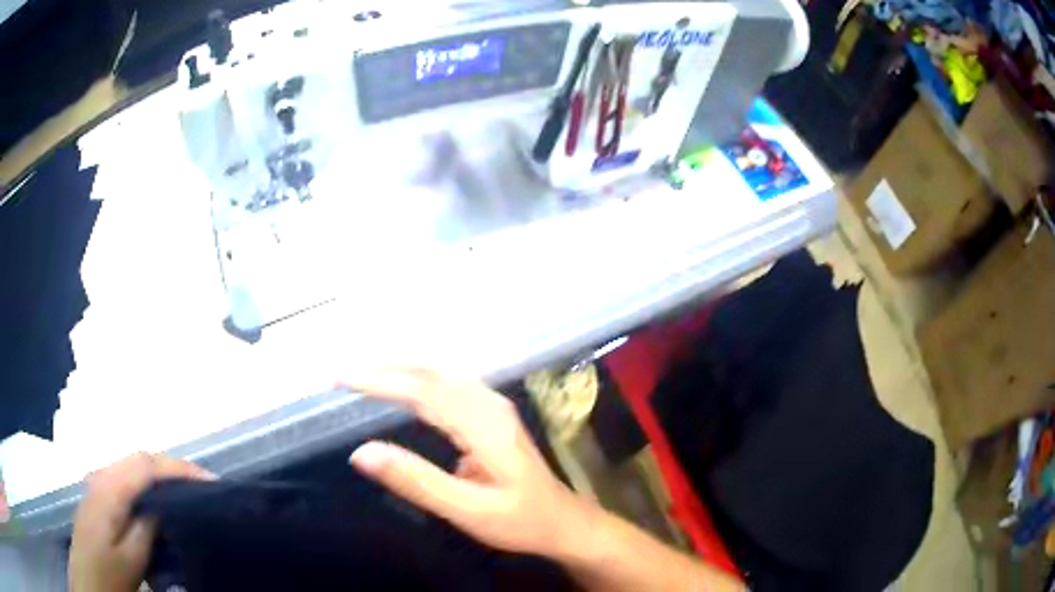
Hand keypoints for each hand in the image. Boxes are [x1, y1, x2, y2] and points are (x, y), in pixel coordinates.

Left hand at [69, 453, 211, 591]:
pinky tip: (158, 498)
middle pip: (139, 457)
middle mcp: (102, 477)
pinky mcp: (99, 495)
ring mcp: (98, 484)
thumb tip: (164, 505)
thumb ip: (145, 528)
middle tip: (203, 483)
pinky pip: (126, 477)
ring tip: (186, 488)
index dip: (178, 467)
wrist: (87, 577)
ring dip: (160, 471)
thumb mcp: (131, 559)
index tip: (210, 480)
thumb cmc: (109, 572)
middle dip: (172, 465)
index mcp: (109, 490)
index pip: (146, 465)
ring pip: (132, 465)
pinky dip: (147, 480)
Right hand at [344, 368, 595, 557]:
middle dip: (383, 368)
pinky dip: (416, 379)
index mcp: (484, 425)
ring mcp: (493, 406)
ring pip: (439, 374)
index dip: (379, 380)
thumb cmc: (521, 521)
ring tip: (361, 373)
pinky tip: (401, 384)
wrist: (564, 522)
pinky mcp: (491, 414)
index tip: (340, 378)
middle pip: (430, 373)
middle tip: (341, 374)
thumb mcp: (469, 511)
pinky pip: (447, 385)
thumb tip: (361, 453)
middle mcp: (488, 404)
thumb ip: (416, 481)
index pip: (422, 390)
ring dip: (398, 368)